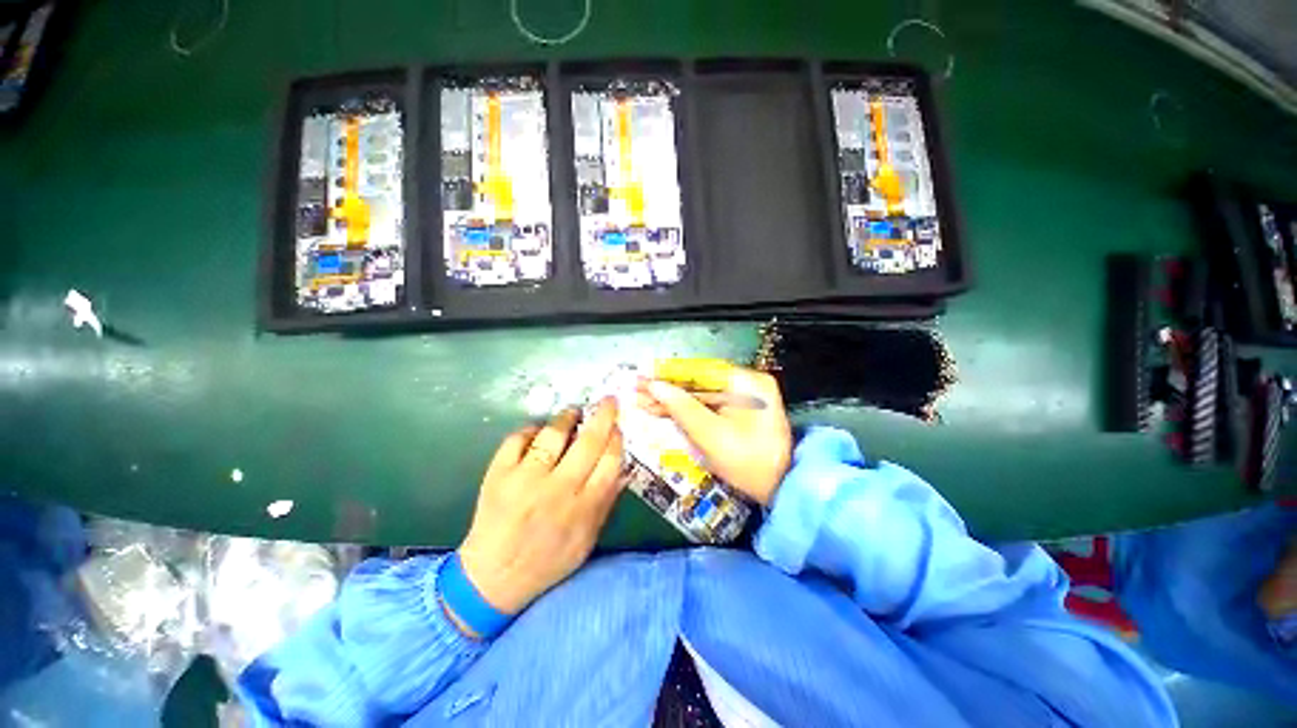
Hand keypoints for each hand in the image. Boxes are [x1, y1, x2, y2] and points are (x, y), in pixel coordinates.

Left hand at [457, 399, 624, 614]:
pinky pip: (517, 439)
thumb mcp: (587, 539)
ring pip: (553, 434)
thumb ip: (606, 502)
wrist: (493, 577)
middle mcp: (558, 489)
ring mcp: (526, 479)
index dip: (616, 438)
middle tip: (608, 400)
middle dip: (603, 415)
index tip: (617, 427)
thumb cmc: (548, 560)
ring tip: (574, 411)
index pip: (610, 461)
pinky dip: (530, 429)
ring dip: (567, 416)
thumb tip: (623, 468)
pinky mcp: (499, 474)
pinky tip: (538, 430)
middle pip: (588, 441)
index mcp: (583, 506)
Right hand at [639, 364, 791, 505]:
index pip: (699, 371)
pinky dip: (687, 410)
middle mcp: (747, 383)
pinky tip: (663, 410)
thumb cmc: (747, 463)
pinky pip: (708, 405)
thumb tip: (654, 386)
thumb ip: (681, 407)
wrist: (781, 489)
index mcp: (746, 383)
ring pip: (700, 395)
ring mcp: (744, 397)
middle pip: (698, 382)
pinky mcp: (739, 411)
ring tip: (643, 401)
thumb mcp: (711, 435)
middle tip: (637, 391)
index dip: (668, 376)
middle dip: (667, 390)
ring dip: (673, 400)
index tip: (643, 378)